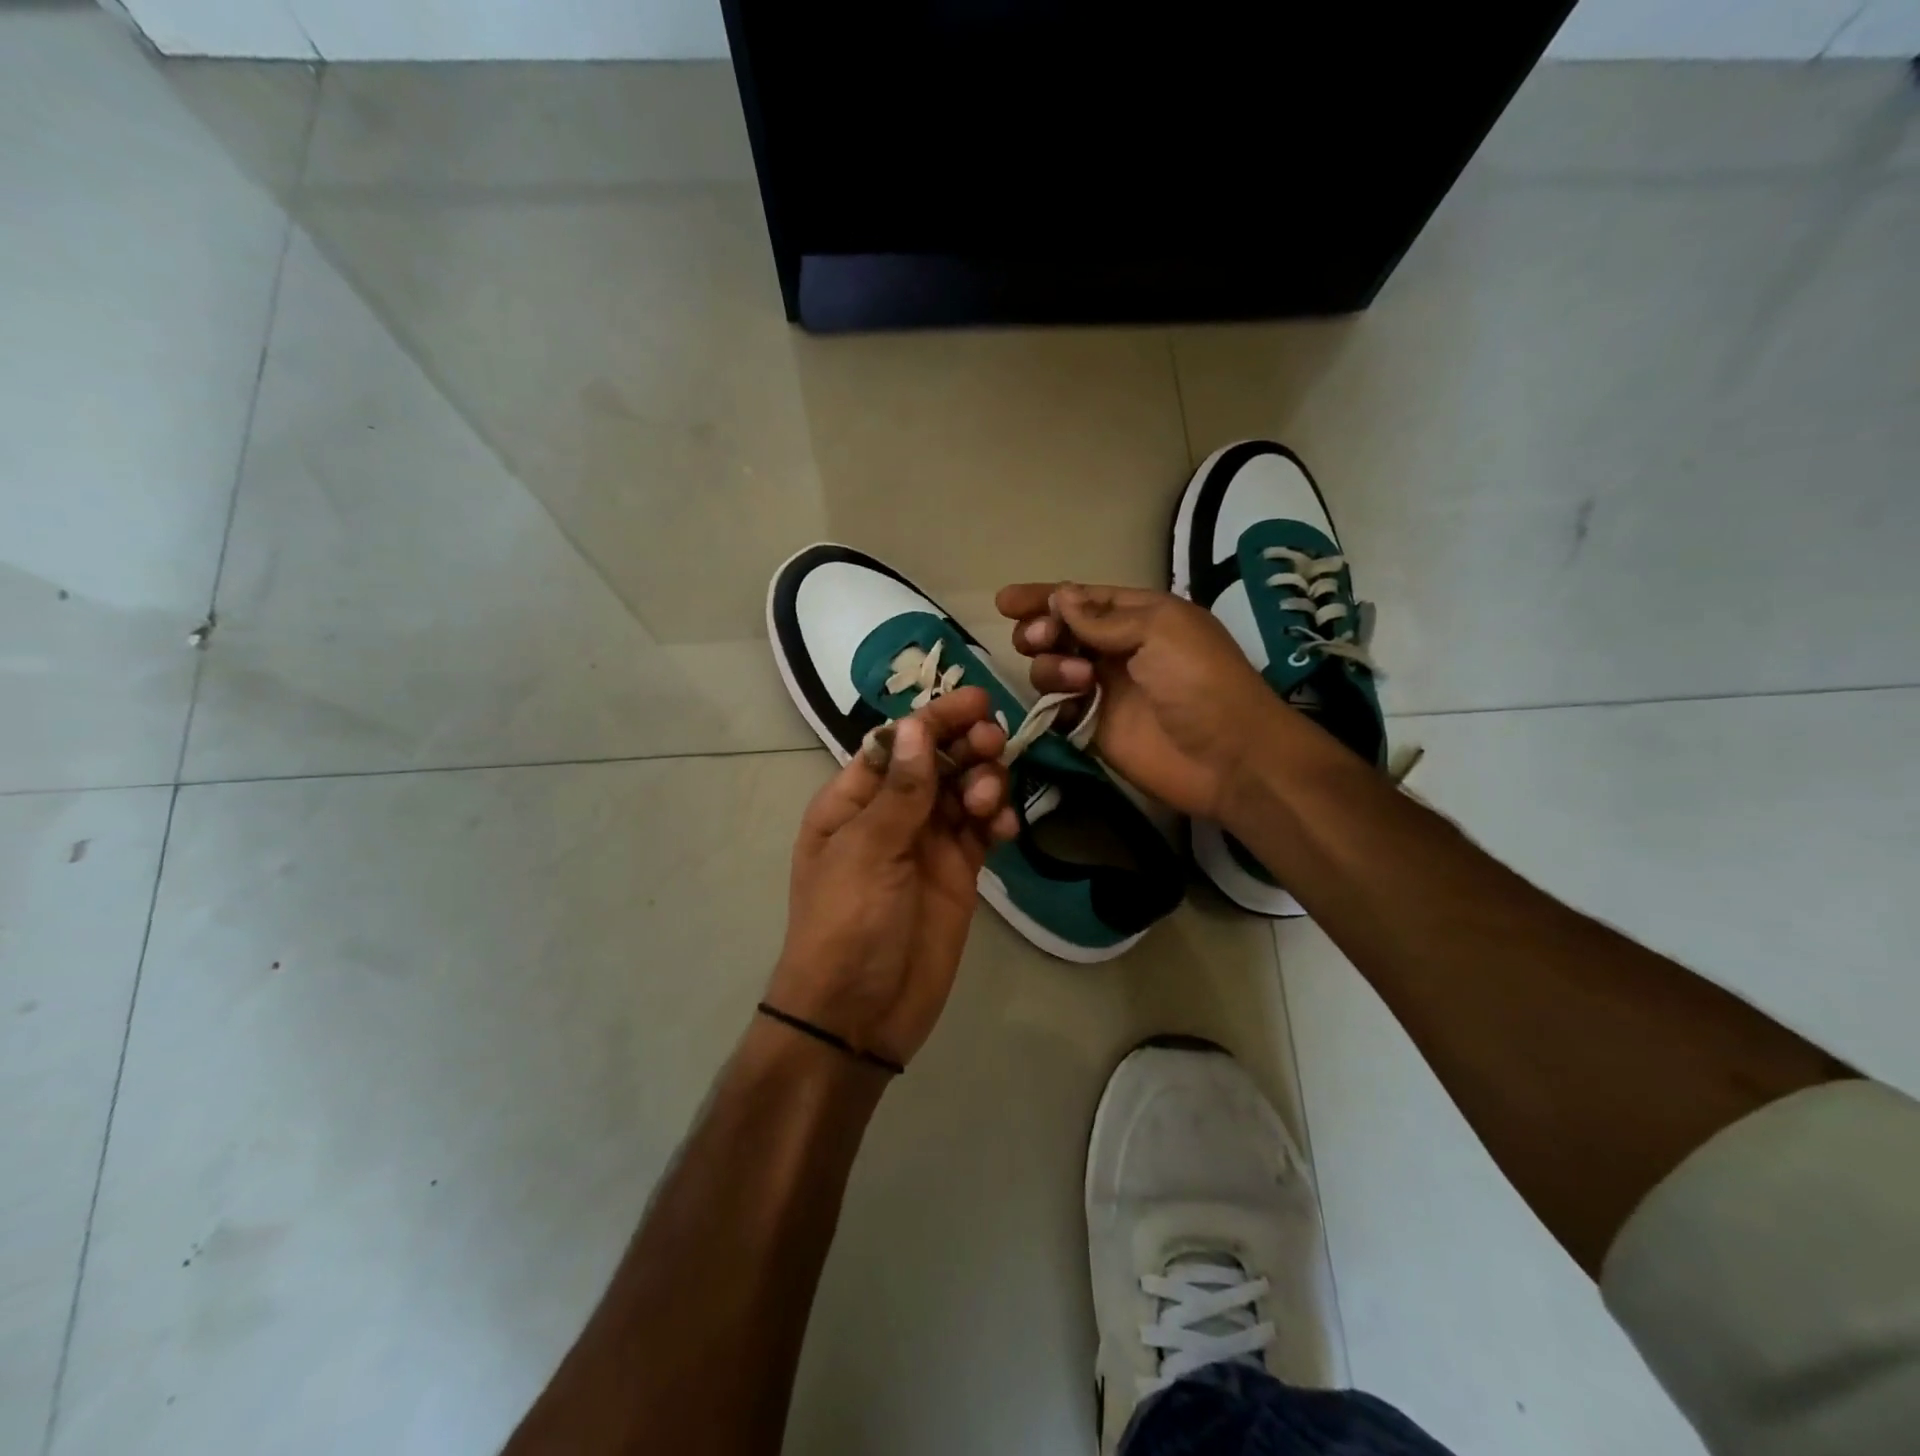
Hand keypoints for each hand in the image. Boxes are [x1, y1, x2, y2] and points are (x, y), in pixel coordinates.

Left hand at [768, 687, 1018, 1068]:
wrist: (858, 1014)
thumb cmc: (846, 925)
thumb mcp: (867, 852)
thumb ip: (900, 791)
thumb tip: (916, 725)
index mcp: (853, 801)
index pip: (897, 743)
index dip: (934, 719)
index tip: (976, 701)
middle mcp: (892, 815)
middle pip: (936, 762)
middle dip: (966, 746)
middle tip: (992, 744)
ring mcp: (927, 844)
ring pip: (964, 792)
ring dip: (984, 782)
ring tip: (991, 800)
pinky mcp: (958, 874)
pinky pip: (982, 831)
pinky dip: (997, 821)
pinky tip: (1005, 829)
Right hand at [995, 582, 1284, 820]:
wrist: (1229, 759)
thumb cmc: (1201, 683)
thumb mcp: (1160, 632)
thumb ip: (1104, 618)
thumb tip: (1059, 597)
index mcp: (1139, 617)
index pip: (1081, 599)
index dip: (1042, 597)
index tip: (1004, 602)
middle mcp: (1117, 649)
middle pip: (1059, 632)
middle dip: (1041, 631)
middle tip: (1040, 640)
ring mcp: (1104, 691)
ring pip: (1052, 668)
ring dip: (1052, 667)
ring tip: (1079, 681)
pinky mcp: (1094, 729)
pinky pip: (1058, 709)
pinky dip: (1052, 704)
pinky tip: (1067, 707)